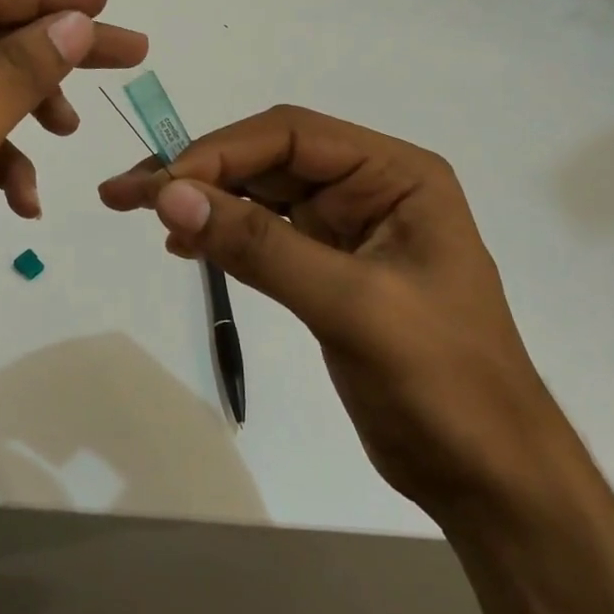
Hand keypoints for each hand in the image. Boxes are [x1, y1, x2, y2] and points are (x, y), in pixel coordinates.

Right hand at [98, 105, 557, 517]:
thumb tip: (170, 196)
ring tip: (137, 213)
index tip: (159, 188)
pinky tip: (186, 245)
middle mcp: (371, 188)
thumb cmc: (444, 385)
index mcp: (395, 175)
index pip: (291, 134)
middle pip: (268, 159)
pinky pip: (264, 235)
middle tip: (123, 194)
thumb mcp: (351, 306)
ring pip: (260, 195)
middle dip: (198, 172)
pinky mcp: (329, 270)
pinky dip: (222, 234)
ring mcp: (349, 229)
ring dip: (202, 200)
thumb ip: (259, 246)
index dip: (219, 151)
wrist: (490, 479)